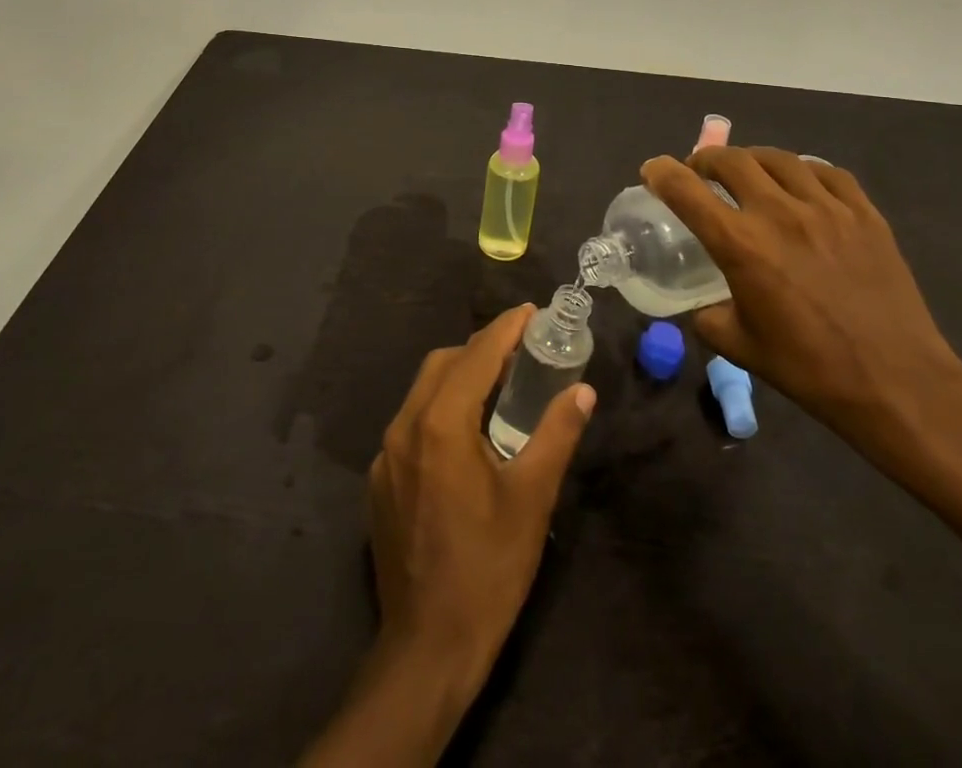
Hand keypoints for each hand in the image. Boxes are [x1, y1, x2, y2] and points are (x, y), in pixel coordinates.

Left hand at [368, 304, 595, 688]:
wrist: (427, 648)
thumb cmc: (488, 568)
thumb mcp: (532, 498)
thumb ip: (556, 434)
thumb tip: (582, 391)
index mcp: (441, 424)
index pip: (476, 355)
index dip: (505, 329)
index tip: (531, 312)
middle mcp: (404, 427)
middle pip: (443, 364)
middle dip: (482, 349)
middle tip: (521, 352)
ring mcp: (385, 455)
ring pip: (423, 390)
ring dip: (459, 376)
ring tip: (499, 386)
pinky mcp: (380, 481)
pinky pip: (411, 423)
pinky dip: (440, 408)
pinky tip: (466, 434)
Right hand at [641, 146, 961, 463]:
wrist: (896, 382)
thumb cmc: (810, 369)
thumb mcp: (741, 347)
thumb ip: (708, 317)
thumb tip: (702, 304)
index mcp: (742, 246)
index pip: (687, 191)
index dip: (662, 172)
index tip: (652, 169)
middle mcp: (780, 214)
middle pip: (732, 160)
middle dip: (706, 160)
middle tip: (700, 172)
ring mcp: (827, 208)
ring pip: (779, 158)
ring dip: (752, 160)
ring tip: (748, 172)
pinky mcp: (864, 213)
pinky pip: (826, 172)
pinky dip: (802, 170)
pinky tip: (800, 183)